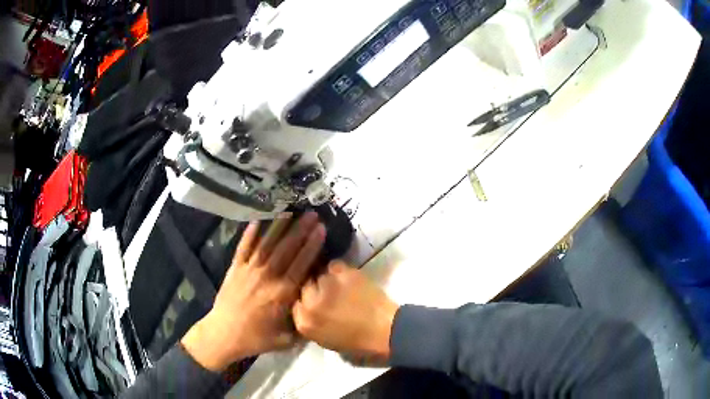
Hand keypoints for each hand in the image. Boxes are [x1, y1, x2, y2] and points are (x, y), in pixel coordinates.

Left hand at [182, 212, 325, 371]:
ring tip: (290, 211)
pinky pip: (244, 247)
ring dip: (280, 227)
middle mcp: (267, 277)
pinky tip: (258, 220)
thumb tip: (316, 310)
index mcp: (282, 294)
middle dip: (301, 230)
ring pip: (267, 244)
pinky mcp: (235, 268)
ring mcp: (249, 270)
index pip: (301, 264)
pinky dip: (250, 233)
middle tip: (312, 214)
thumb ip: (303, 323)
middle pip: (287, 249)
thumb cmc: (256, 338)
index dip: (312, 245)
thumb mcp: (286, 339)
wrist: (224, 334)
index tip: (321, 229)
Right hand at [293, 262, 399, 363]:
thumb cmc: (359, 344)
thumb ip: (312, 324)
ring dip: (328, 281)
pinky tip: (349, 279)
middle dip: (315, 291)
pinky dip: (340, 271)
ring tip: (341, 287)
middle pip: (305, 287)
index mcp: (305, 323)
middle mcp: (311, 302)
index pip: (295, 305)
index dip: (306, 303)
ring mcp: (327, 285)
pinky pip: (335, 266)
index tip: (316, 304)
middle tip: (328, 295)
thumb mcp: (327, 341)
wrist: (387, 331)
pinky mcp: (343, 273)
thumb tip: (310, 310)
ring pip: (320, 276)